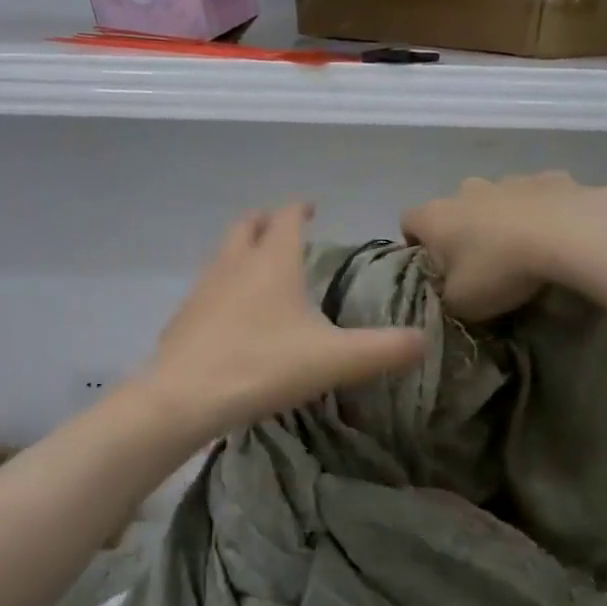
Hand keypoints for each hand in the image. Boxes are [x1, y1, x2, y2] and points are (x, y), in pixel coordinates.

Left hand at [143, 203, 427, 437]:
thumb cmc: (263, 366)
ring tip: (259, 271)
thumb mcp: (335, 360)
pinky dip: (222, 288)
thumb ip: (384, 349)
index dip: (300, 209)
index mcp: (272, 262)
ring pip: (222, 256)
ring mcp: (202, 289)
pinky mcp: (182, 318)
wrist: (185, 397)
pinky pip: (206, 290)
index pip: (286, 217)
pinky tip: (231, 317)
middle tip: (281, 229)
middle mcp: (233, 264)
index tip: (312, 209)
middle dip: (265, 222)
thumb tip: (424, 341)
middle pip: (246, 226)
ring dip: (241, 253)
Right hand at [402, 173, 606, 320]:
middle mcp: (465, 190)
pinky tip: (554, 237)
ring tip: (521, 252)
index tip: (431, 267)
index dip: (414, 244)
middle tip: (478, 265)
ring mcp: (509, 180)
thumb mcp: (461, 304)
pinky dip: (539, 213)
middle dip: (461, 232)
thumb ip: (447, 298)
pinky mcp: (551, 178)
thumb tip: (450, 294)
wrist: (570, 234)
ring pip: (495, 200)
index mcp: (435, 217)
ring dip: (500, 220)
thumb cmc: (499, 269)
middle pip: (453, 209)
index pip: (407, 222)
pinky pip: (536, 197)